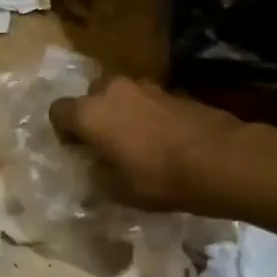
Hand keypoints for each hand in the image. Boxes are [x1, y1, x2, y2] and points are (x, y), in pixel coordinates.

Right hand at [49, 77, 240, 209]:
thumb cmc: (157, 178)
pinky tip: (162, 140)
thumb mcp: (116, 190)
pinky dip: (147, 115)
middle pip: (91, 96)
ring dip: (122, 113)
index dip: (63, 131)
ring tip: (136, 142)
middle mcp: (112, 90)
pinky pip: (147, 101)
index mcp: (89, 112)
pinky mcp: (174, 91)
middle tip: (105, 144)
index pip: (58, 111)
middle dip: (94, 116)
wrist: (219, 160)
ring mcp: (146, 86)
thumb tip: (94, 167)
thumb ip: (97, 174)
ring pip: (121, 96)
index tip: (77, 151)